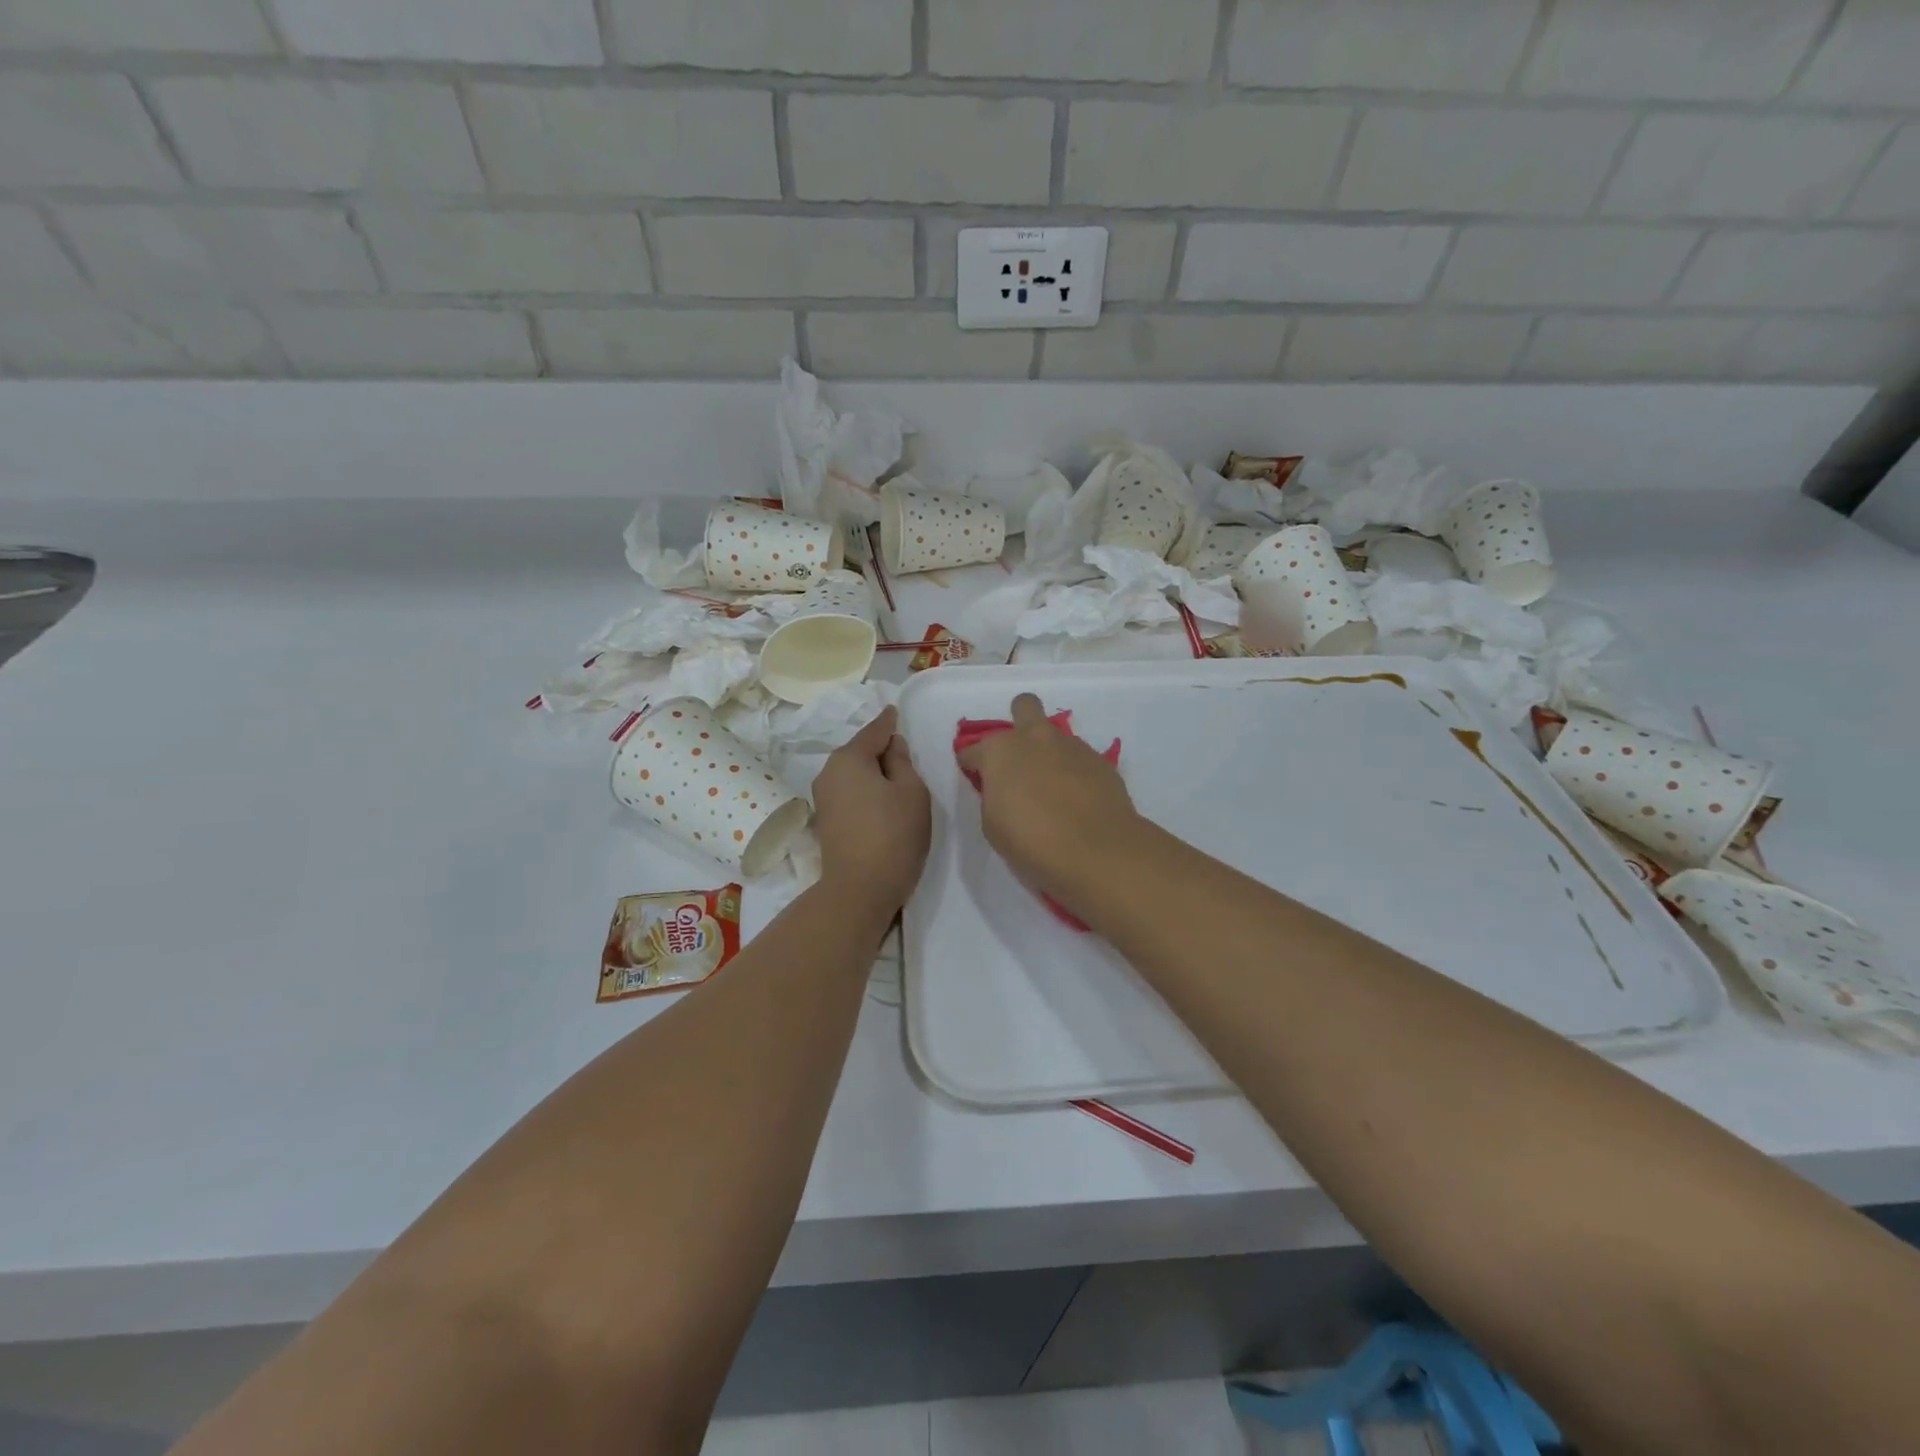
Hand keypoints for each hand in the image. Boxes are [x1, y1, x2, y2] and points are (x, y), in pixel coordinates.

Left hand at [811, 707, 930, 917]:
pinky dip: (866, 790)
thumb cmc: (893, 835)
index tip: (895, 711)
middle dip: (881, 749)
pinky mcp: (826, 820)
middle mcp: (828, 772)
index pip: (875, 731)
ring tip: (898, 779)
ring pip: (854, 773)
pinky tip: (882, 799)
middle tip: (907, 753)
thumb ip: (902, 762)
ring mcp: (823, 798)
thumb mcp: (911, 792)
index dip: (889, 722)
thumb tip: (892, 746)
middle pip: (860, 751)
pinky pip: (850, 792)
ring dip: (874, 772)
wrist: (859, 890)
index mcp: (848, 758)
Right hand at [956, 693, 1140, 907]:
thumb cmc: (1032, 842)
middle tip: (1020, 757)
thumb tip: (1002, 790)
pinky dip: (1074, 772)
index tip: (976, 779)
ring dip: (1049, 753)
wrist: (1096, 851)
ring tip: (1053, 788)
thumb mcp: (993, 826)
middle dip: (1019, 723)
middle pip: (1024, 707)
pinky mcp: (1101, 761)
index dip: (971, 765)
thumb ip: (993, 797)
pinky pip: (1080, 758)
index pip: (972, 750)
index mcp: (1000, 751)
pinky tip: (1077, 799)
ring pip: (1055, 735)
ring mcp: (1072, 746)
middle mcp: (1035, 738)